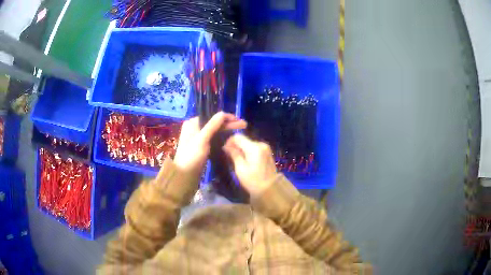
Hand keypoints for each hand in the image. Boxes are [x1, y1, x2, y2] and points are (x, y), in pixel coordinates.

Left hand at [173, 112, 246, 174]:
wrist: (185, 175)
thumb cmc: (191, 156)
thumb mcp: (202, 139)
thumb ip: (212, 125)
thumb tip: (223, 112)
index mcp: (192, 123)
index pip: (212, 116)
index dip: (226, 117)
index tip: (239, 120)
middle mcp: (195, 128)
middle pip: (214, 123)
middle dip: (228, 124)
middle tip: (244, 124)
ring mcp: (198, 138)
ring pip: (215, 131)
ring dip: (227, 130)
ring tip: (241, 129)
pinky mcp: (202, 147)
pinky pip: (214, 138)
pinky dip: (222, 137)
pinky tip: (231, 138)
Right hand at [223, 134, 277, 196]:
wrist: (270, 189)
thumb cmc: (253, 181)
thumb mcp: (240, 169)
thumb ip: (234, 154)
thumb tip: (226, 146)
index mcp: (254, 148)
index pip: (238, 137)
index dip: (229, 141)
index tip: (225, 150)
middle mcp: (261, 144)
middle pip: (244, 139)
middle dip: (235, 145)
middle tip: (229, 155)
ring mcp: (265, 148)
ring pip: (249, 143)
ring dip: (241, 148)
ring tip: (236, 158)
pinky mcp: (267, 152)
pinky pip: (254, 148)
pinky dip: (248, 151)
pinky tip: (245, 160)